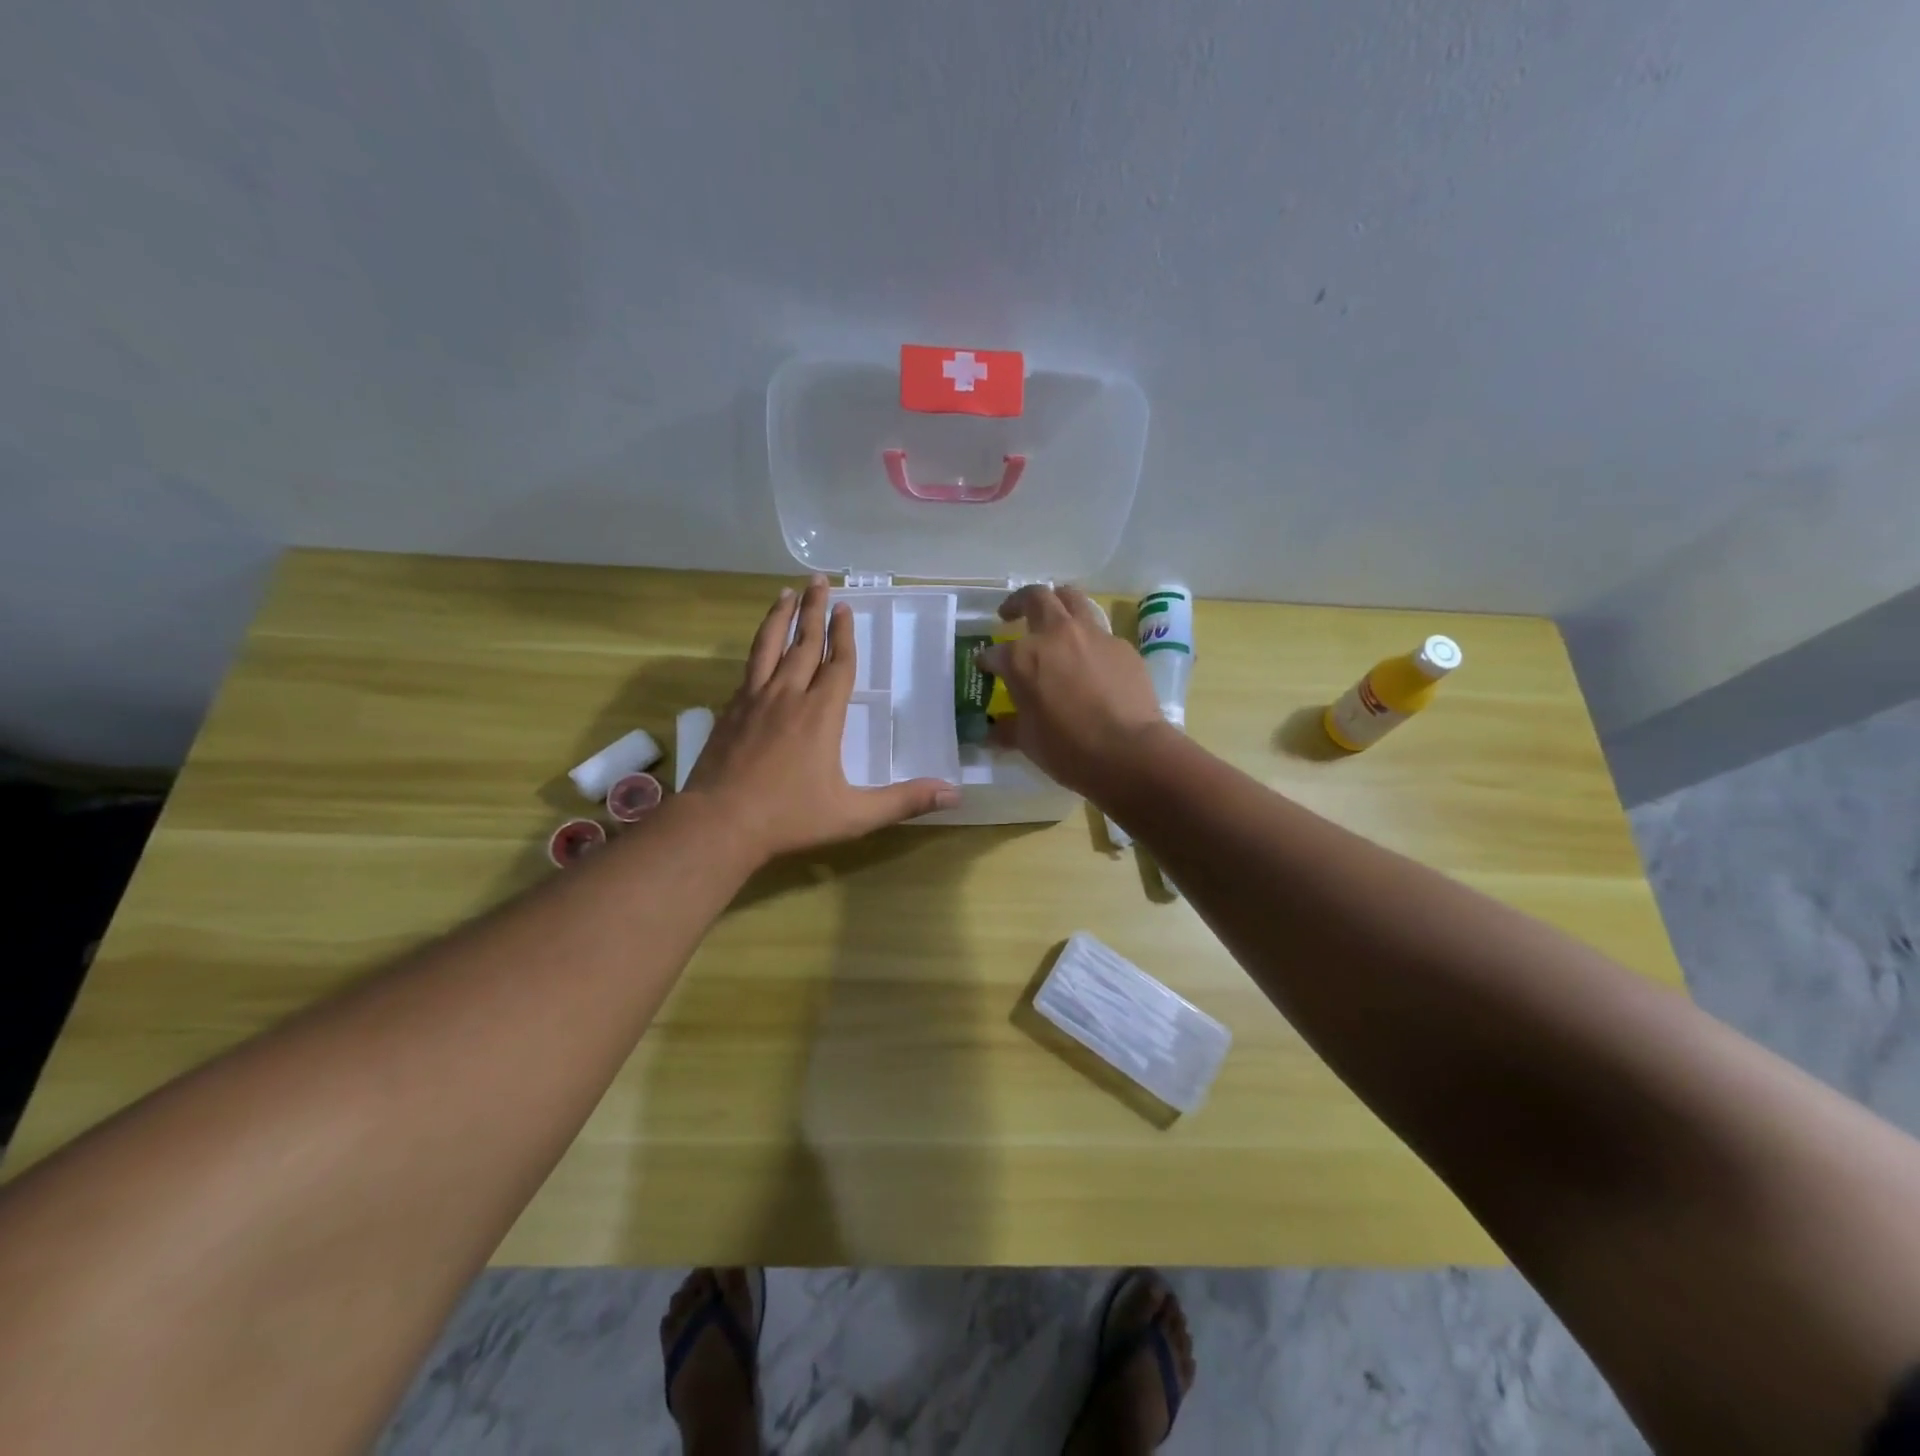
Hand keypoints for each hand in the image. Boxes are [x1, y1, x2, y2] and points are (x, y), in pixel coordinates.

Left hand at [683, 576, 960, 861]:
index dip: (844, 635)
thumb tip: (954, 795)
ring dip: (780, 617)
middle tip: (818, 581)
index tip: (846, 607)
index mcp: (821, 714)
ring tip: (785, 593)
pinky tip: (760, 647)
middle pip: (804, 643)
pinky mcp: (730, 711)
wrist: (719, 823)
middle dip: (813, 610)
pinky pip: (749, 668)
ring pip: (769, 647)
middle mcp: (788, 696)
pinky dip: (758, 648)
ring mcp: (754, 700)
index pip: (837, 664)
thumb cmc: (790, 818)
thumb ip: (903, 801)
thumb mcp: (854, 815)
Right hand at [977, 585, 1169, 796]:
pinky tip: (1089, 660)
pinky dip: (1088, 640)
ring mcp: (1092, 635)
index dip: (987, 661)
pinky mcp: (1121, 646)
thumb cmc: (1068, 749)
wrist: (1128, 751)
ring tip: (1053, 618)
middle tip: (1011, 615)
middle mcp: (1055, 635)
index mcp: (1022, 658)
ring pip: (1072, 598)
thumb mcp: (1028, 742)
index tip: (986, 668)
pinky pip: (1100, 633)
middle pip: (1034, 598)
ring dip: (1057, 602)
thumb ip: (1009, 728)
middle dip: (1018, 603)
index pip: (995, 653)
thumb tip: (994, 731)